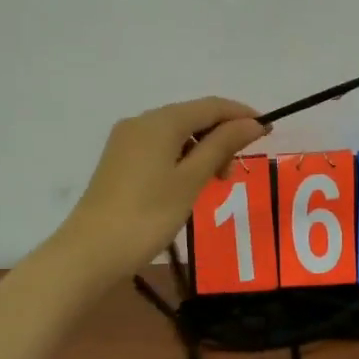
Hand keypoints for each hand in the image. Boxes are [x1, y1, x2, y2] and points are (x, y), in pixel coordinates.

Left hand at [60, 96, 267, 278]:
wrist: (90, 252)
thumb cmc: (148, 215)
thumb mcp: (192, 180)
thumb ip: (222, 146)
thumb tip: (252, 122)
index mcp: (160, 122)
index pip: (211, 106)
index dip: (241, 115)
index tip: (268, 132)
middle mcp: (141, 122)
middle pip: (192, 116)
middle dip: (221, 135)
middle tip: (235, 171)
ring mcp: (126, 141)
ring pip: (176, 133)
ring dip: (203, 149)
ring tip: (215, 182)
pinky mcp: (120, 161)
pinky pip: (160, 147)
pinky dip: (183, 158)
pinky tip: (189, 183)